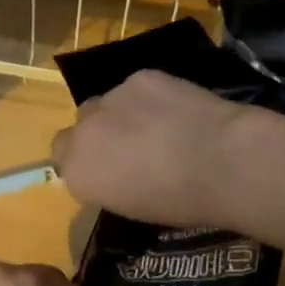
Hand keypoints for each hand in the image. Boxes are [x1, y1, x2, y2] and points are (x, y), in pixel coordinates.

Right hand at [50, 69, 260, 227]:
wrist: (221, 161)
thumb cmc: (182, 202)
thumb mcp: (134, 208)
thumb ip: (111, 184)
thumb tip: (117, 173)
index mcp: (78, 173)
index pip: (63, 161)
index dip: (86, 162)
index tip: (109, 171)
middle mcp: (84, 133)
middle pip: (78, 127)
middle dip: (98, 135)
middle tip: (131, 148)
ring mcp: (111, 99)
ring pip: (107, 103)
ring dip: (123, 114)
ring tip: (160, 126)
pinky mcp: (141, 77)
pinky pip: (136, 88)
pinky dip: (150, 97)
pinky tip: (177, 109)